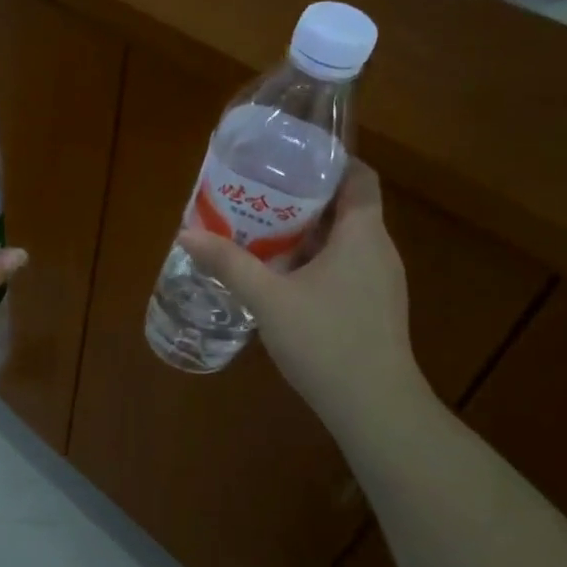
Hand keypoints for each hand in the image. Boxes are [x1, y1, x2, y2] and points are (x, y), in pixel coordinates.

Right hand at [179, 165, 423, 426]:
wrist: (374, 407)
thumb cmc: (325, 340)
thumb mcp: (268, 299)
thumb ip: (229, 264)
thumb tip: (186, 234)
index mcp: (362, 234)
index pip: (358, 176)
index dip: (329, 162)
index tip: (289, 160)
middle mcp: (378, 250)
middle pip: (345, 207)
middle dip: (303, 199)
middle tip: (258, 195)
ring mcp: (380, 282)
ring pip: (343, 241)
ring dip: (306, 233)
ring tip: (261, 231)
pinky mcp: (374, 308)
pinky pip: (344, 267)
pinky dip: (315, 261)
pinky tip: (282, 277)